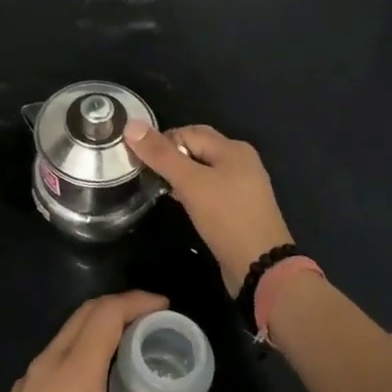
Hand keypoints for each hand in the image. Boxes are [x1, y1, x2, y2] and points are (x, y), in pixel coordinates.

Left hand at [0, 292, 197, 391]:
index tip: (164, 306)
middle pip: (84, 315)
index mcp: (75, 370)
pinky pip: (54, 356)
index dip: (136, 301)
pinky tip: (95, 377)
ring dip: (97, 328)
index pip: (107, 313)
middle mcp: (48, 363)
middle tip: (150, 320)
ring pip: (66, 334)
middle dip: (119, 308)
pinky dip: (79, 349)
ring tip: (128, 346)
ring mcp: (28, 379)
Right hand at [125, 122, 292, 294]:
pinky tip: (179, 203)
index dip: (162, 143)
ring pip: (202, 169)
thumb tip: (131, 124)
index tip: (140, 163)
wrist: (260, 267)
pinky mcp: (239, 207)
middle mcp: (240, 161)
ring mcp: (242, 185)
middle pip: (196, 147)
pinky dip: (192, 190)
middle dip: (170, 157)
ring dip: (179, 175)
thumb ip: (161, 155)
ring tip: (158, 188)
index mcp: (233, 148)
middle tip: (147, 174)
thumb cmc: (226, 218)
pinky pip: (210, 188)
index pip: (187, 132)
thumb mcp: (190, 183)